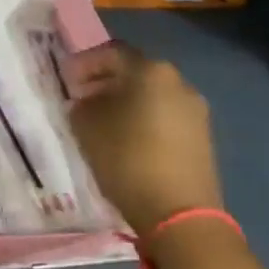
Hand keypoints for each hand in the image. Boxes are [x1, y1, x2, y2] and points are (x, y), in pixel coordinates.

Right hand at [65, 41, 221, 235]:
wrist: (181, 216)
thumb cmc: (128, 160)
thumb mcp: (87, 128)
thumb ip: (81, 105)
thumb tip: (85, 101)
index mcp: (151, 71)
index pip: (111, 53)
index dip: (84, 63)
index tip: (66, 80)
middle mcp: (178, 82)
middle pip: (134, 72)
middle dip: (105, 82)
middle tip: (81, 99)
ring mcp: (195, 110)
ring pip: (151, 95)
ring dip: (125, 102)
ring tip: (102, 122)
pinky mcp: (202, 138)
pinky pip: (165, 116)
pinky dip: (144, 119)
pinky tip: (127, 140)